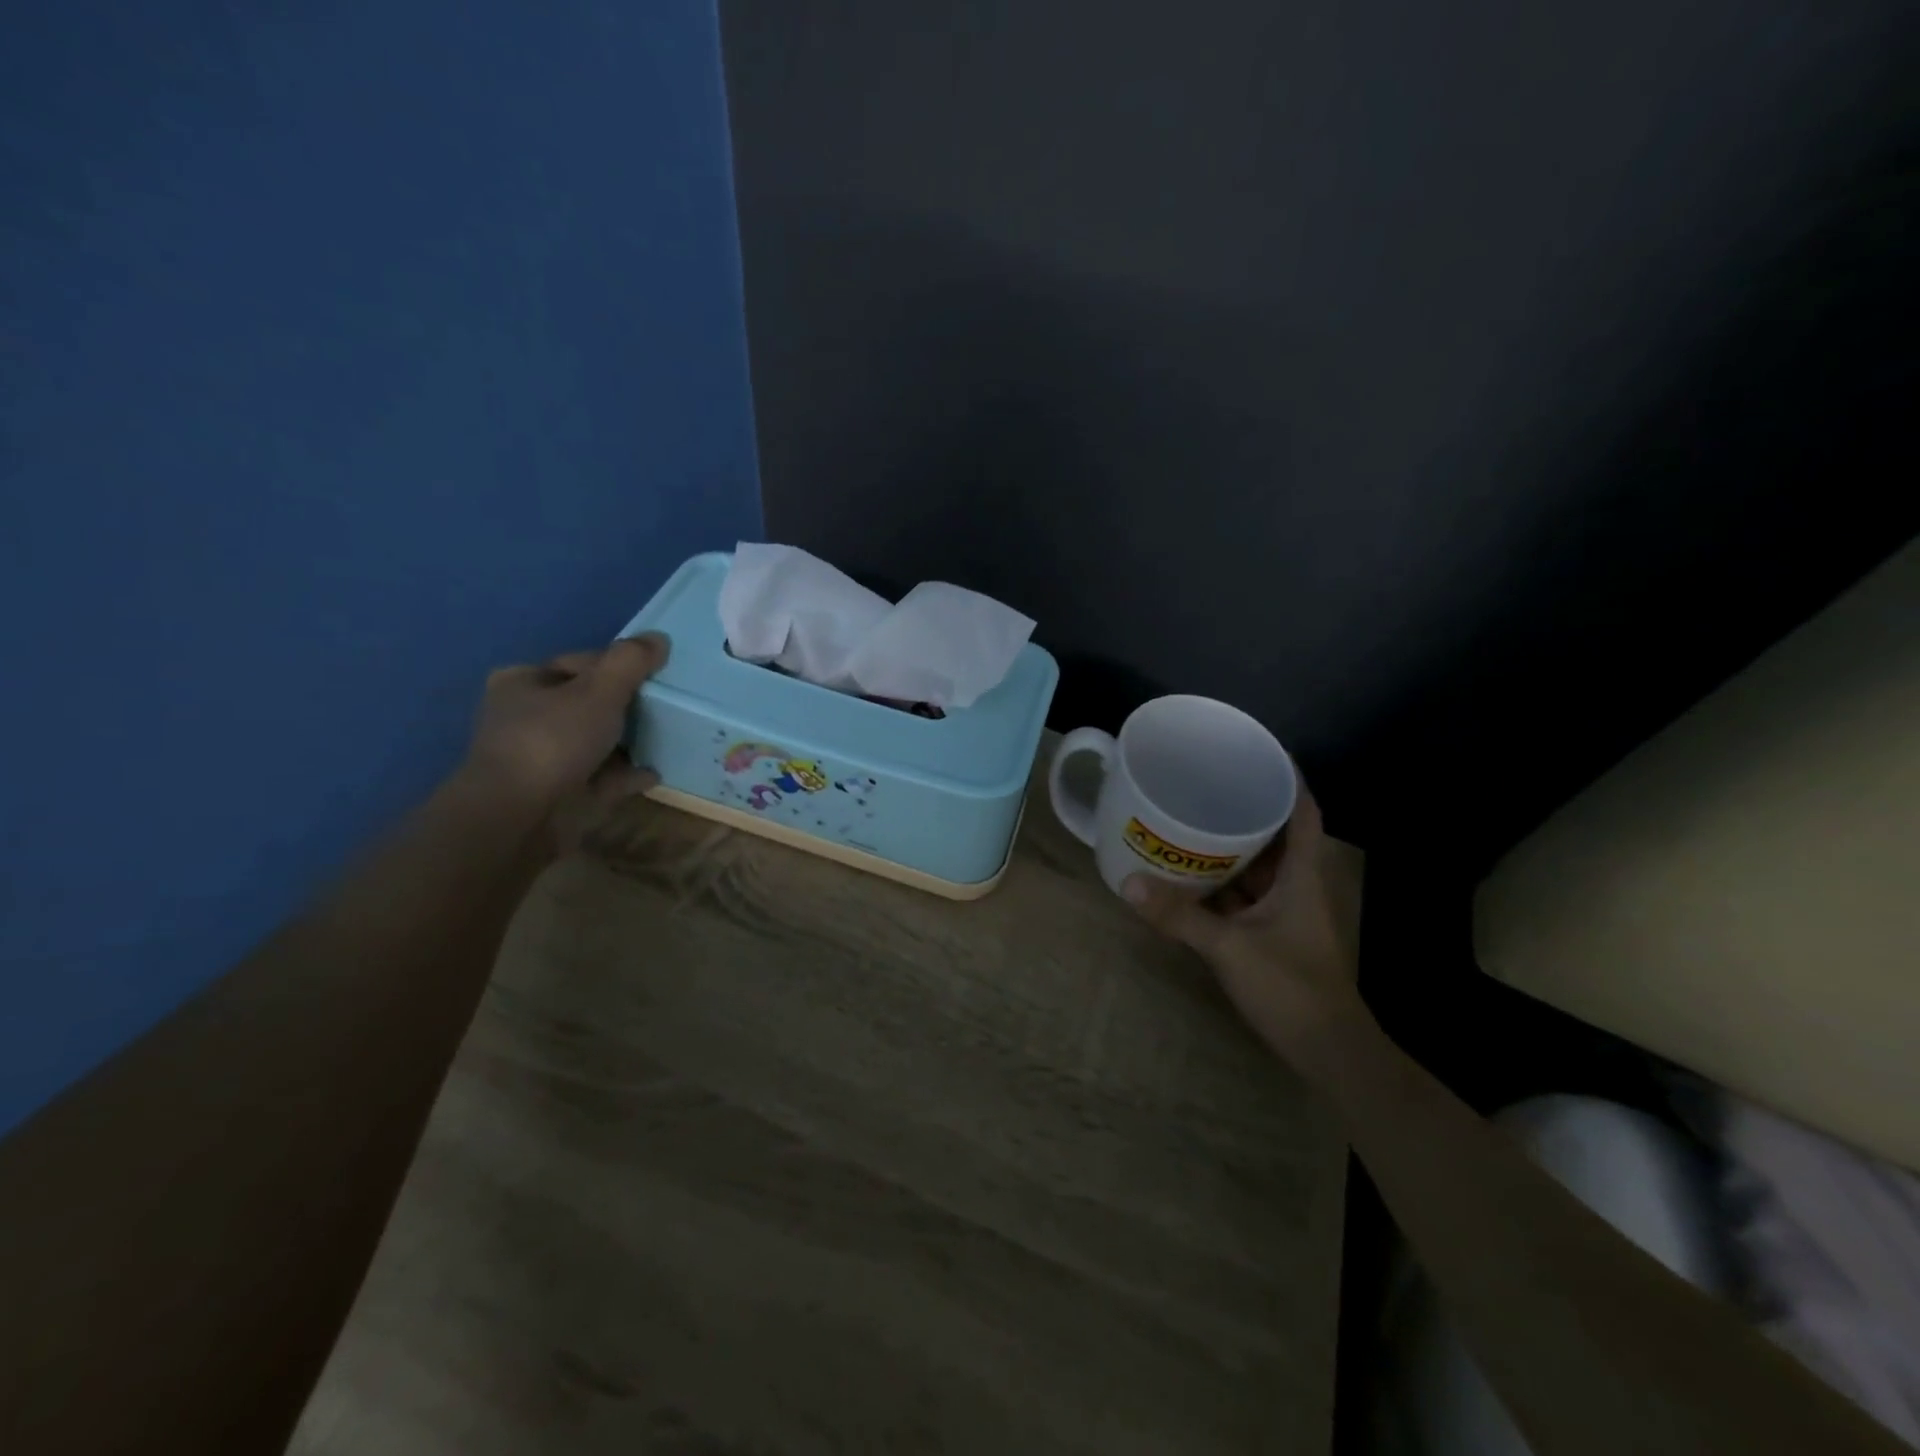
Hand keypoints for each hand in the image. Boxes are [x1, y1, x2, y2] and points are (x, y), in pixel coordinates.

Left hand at [458, 633, 668, 832]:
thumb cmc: (553, 741)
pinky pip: (603, 777)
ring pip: (595, 741)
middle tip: (668, 705)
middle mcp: (527, 717)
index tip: (655, 675)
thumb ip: (630, 662)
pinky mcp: (560, 793)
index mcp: (523, 682)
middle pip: (588, 703)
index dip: (619, 666)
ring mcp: (542, 758)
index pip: (580, 664)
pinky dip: (627, 774)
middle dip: (626, 705)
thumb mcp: (599, 690)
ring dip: (628, 741)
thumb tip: (659, 638)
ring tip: (669, 736)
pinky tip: (656, 771)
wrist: (520, 817)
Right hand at [1124, 786, 1368, 1077]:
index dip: (1287, 778)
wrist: (1327, 1050)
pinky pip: (1247, 893)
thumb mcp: (1229, 948)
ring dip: (1233, 844)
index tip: (1255, 752)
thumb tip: (1129, 884)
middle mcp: (1299, 884)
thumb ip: (1180, 917)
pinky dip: (1225, 880)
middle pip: (1278, 832)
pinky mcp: (1274, 933)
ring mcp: (1287, 910)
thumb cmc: (1290, 987)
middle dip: (1247, 806)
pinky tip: (1193, 873)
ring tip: (1192, 818)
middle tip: (1206, 782)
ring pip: (1261, 864)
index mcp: (1303, 874)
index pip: (1303, 811)